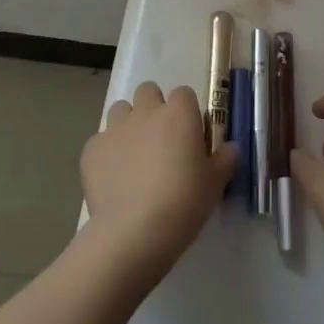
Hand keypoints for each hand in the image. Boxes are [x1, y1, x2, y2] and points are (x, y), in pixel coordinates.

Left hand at [81, 82, 235, 278]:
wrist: (134, 231)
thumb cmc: (183, 202)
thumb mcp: (215, 184)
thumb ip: (225, 159)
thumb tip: (231, 148)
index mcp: (179, 112)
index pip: (184, 94)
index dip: (186, 113)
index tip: (189, 137)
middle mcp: (146, 111)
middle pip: (148, 92)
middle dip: (153, 109)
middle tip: (161, 142)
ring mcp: (115, 127)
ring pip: (121, 110)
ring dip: (128, 125)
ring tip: (134, 157)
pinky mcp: (92, 149)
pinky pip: (100, 141)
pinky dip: (107, 153)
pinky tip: (113, 179)